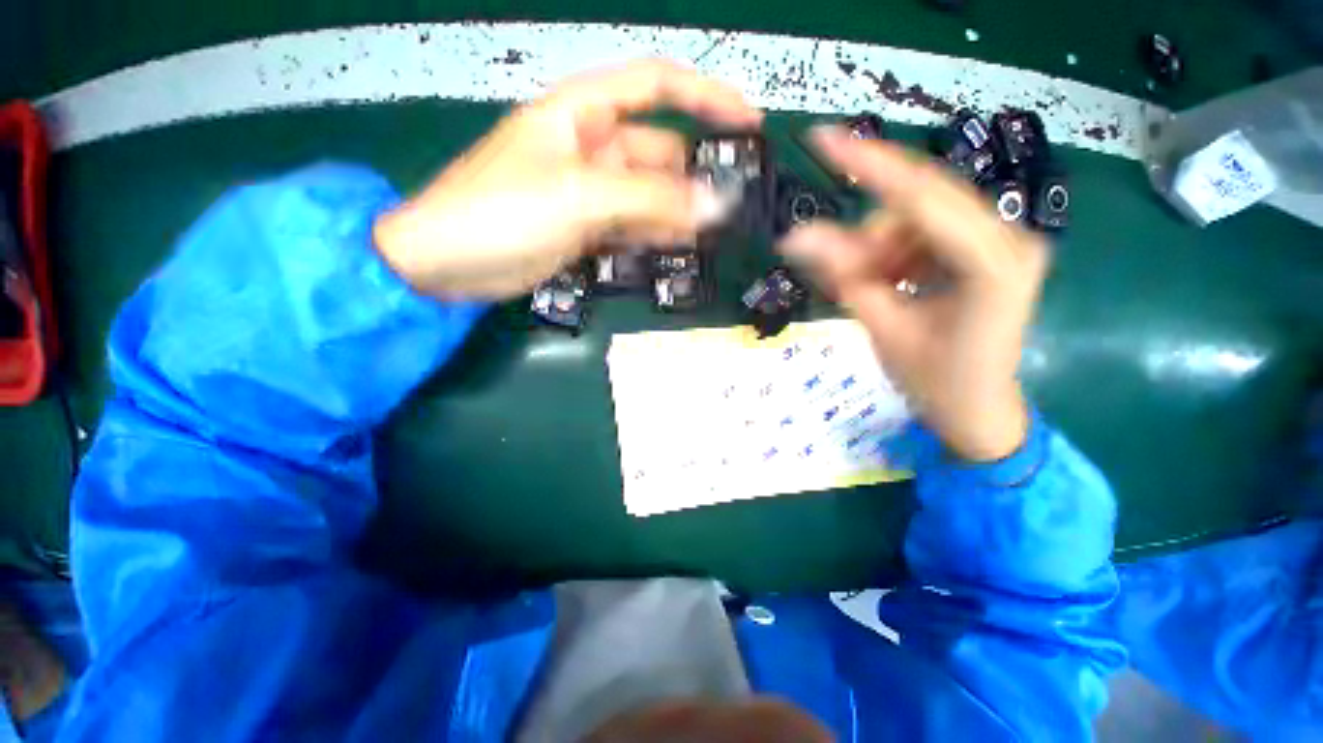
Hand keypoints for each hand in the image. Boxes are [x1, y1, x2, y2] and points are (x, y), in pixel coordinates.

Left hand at [373, 60, 761, 298]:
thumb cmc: (503, 212)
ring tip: (712, 233)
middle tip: (732, 204)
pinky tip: (676, 247)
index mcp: (583, 114)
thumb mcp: (581, 196)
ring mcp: (588, 192)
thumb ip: (651, 201)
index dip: (705, 95)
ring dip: (677, 212)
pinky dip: (653, 235)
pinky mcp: (585, 228)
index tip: (747, 119)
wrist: (447, 265)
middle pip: (657, 153)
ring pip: (646, 196)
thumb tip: (714, 206)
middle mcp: (590, 147)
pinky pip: (631, 226)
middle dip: (693, 175)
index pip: (655, 86)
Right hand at [780, 127, 1047, 461]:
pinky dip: (891, 253)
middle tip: (839, 273)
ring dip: (877, 249)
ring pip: (915, 217)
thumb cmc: (934, 382)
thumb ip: (843, 276)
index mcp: (993, 262)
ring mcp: (1002, 239)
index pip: (922, 196)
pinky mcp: (986, 248)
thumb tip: (793, 237)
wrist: (978, 410)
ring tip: (867, 291)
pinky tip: (886, 282)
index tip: (821, 138)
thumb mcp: (883, 328)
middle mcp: (1010, 236)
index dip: (868, 164)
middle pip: (919, 201)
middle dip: (866, 234)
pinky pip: (923, 231)